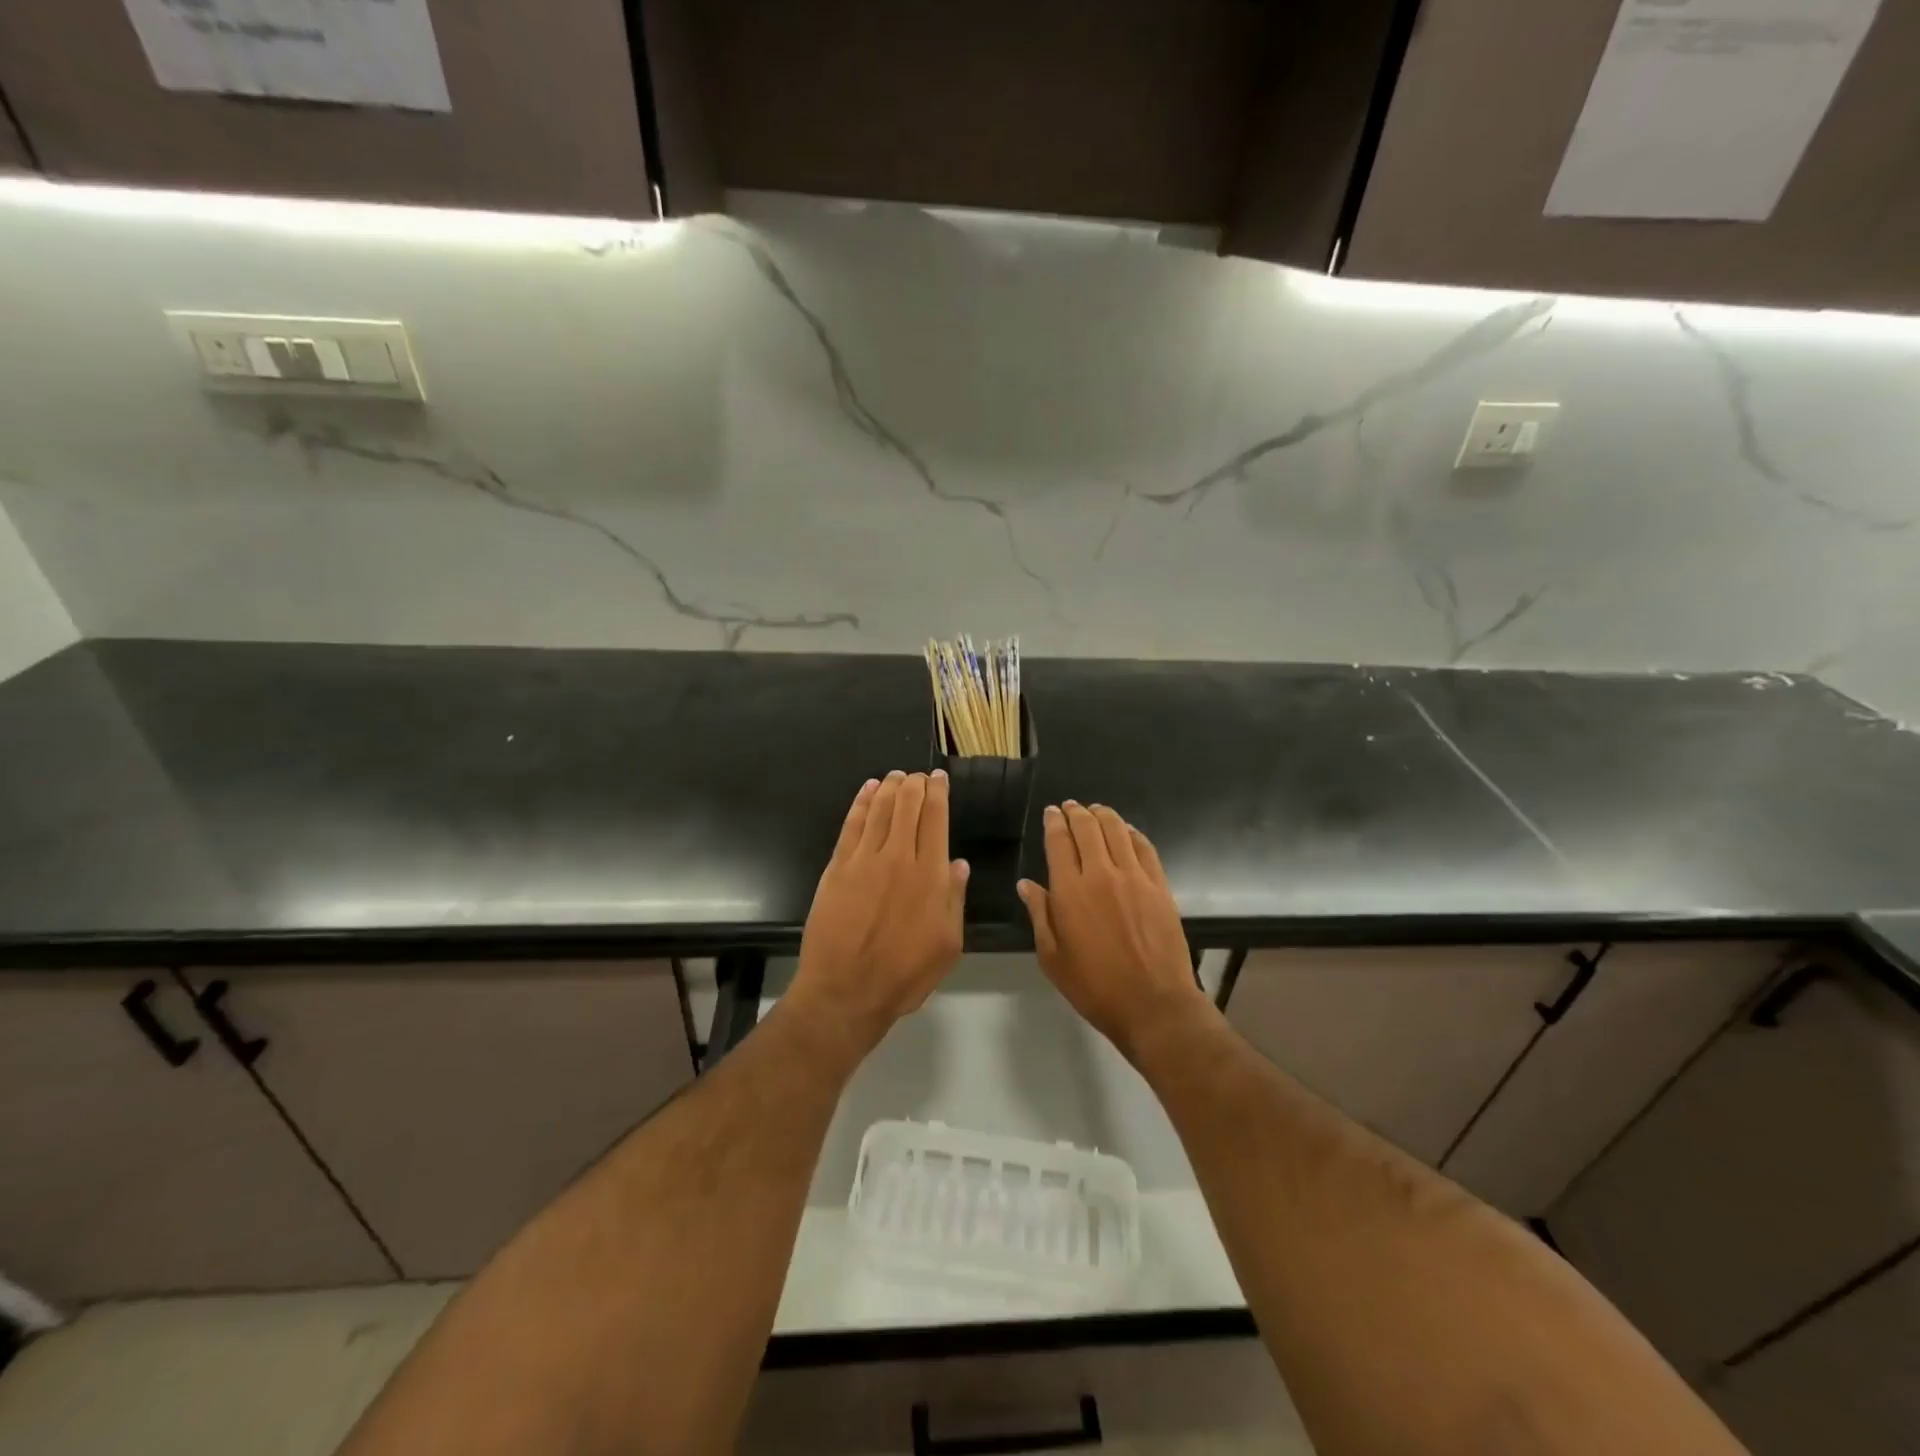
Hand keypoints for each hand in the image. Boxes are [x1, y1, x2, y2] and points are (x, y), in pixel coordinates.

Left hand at [790, 770, 967, 1055]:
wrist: (845, 991)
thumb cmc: (904, 974)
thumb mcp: (948, 945)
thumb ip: (954, 899)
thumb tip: (958, 863)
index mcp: (929, 876)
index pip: (935, 820)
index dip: (938, 794)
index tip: (940, 778)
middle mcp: (898, 858)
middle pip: (907, 807)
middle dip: (915, 785)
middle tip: (919, 775)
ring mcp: (864, 860)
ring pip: (880, 810)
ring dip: (890, 788)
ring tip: (896, 776)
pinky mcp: (837, 868)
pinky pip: (851, 826)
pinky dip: (861, 804)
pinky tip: (867, 791)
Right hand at [1018, 802, 1201, 1056]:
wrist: (1153, 1004)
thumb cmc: (1094, 986)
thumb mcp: (1053, 957)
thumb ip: (1039, 915)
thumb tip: (1026, 885)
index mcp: (1070, 891)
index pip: (1060, 842)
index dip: (1054, 822)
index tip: (1052, 812)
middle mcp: (1102, 874)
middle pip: (1088, 828)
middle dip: (1076, 812)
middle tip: (1071, 807)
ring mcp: (1135, 877)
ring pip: (1117, 830)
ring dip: (1103, 815)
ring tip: (1096, 810)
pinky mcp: (1159, 886)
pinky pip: (1145, 847)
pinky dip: (1132, 833)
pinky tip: (1126, 831)